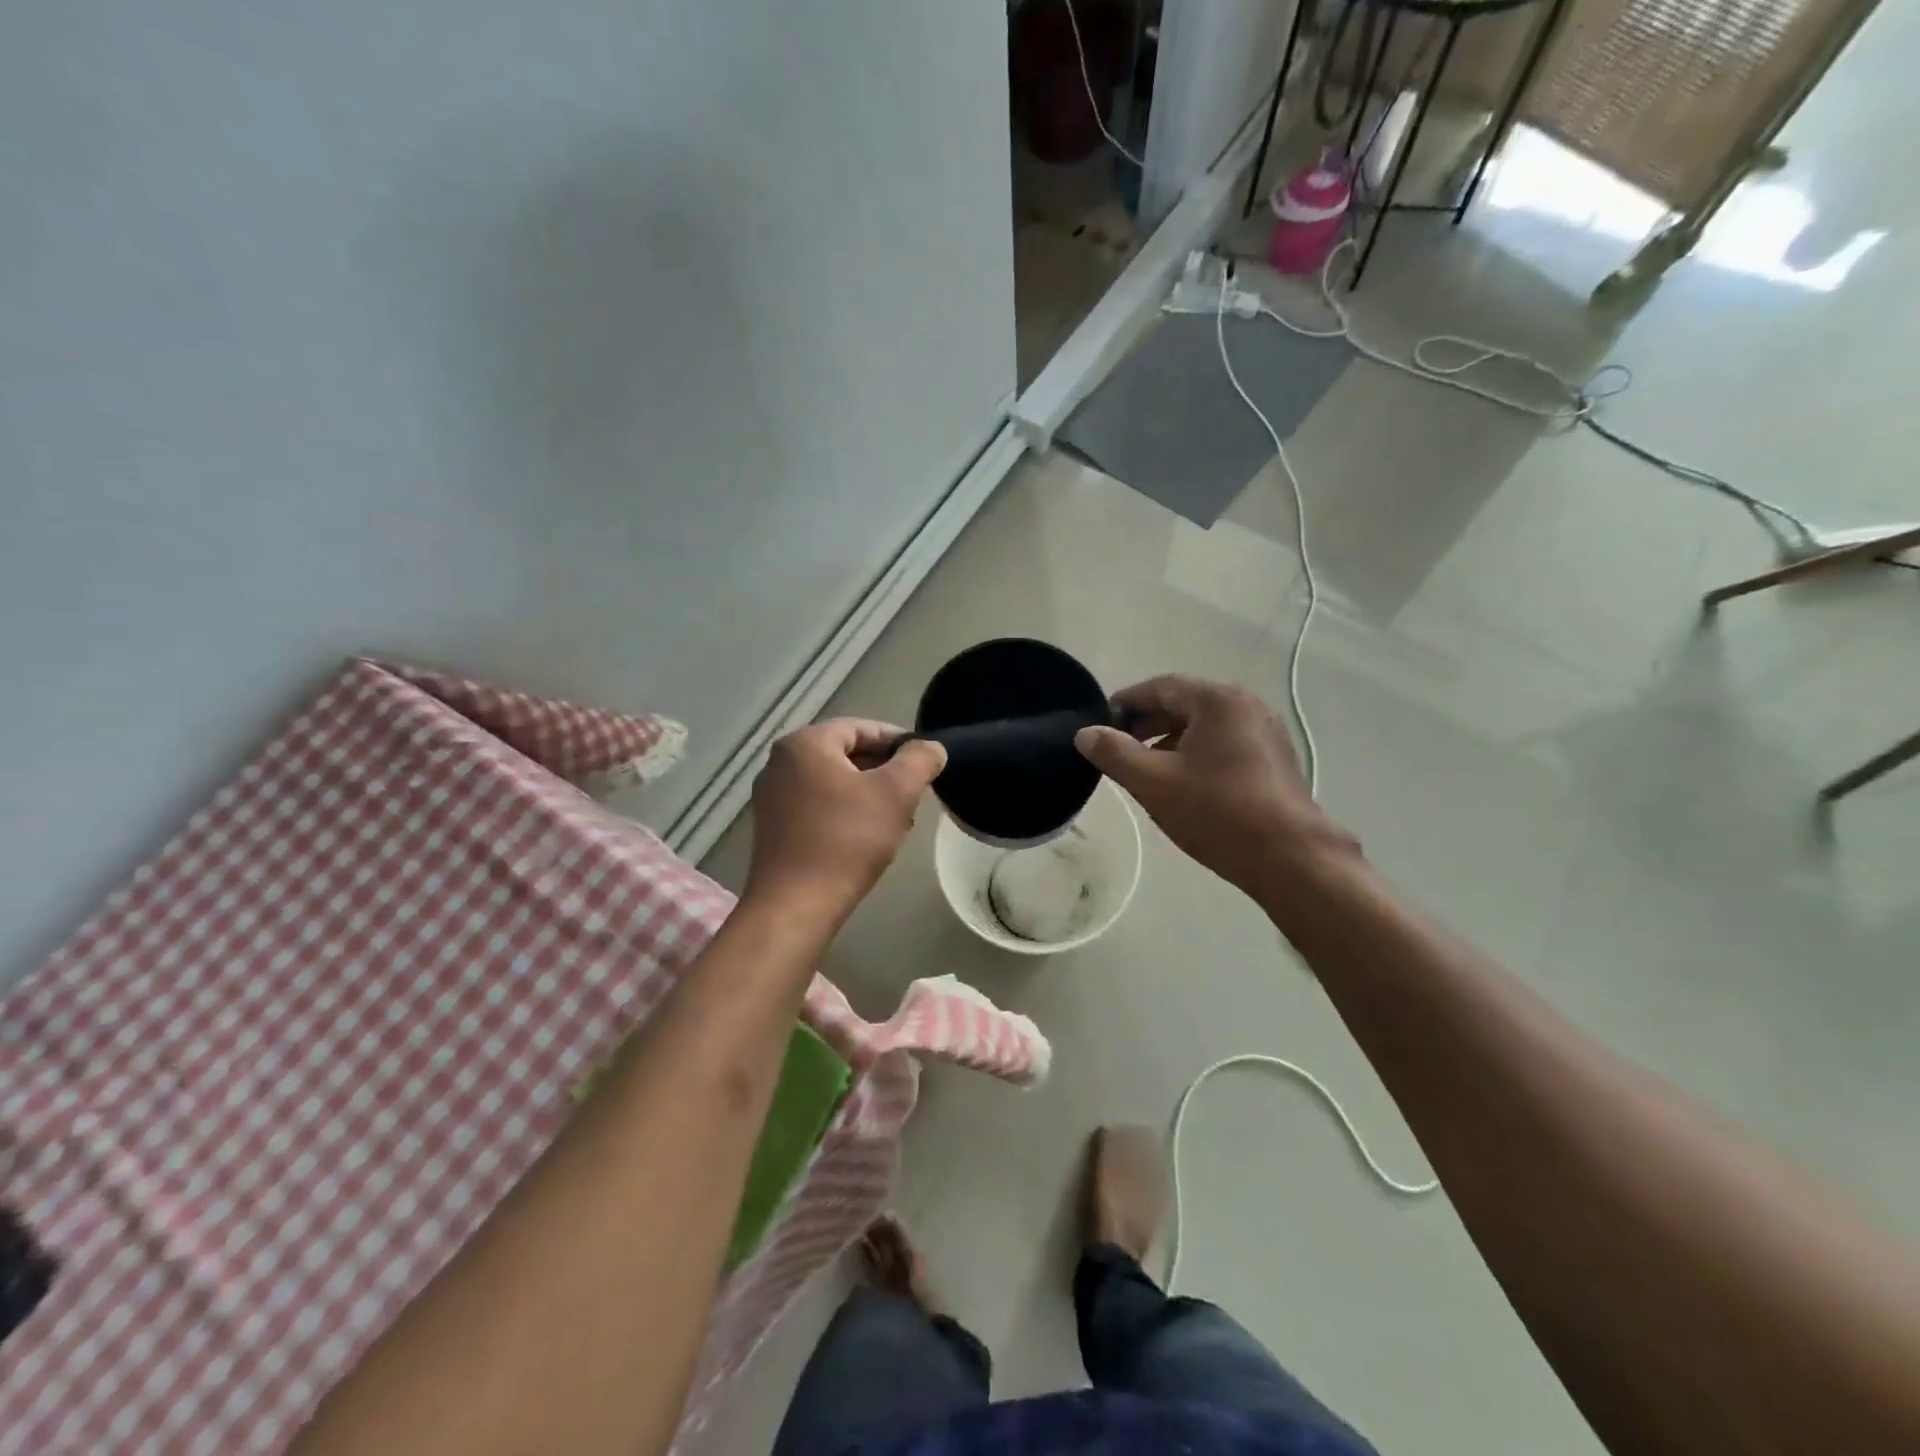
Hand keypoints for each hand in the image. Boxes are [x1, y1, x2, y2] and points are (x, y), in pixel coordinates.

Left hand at [745, 719, 946, 924]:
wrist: (796, 905)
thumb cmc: (847, 839)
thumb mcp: (896, 793)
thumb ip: (919, 761)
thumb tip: (931, 747)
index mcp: (804, 743)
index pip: (860, 728)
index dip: (897, 741)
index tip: (924, 762)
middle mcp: (780, 763)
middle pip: (845, 754)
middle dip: (884, 771)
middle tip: (914, 793)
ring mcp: (771, 797)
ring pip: (832, 782)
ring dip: (867, 794)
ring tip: (897, 819)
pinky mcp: (772, 828)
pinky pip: (816, 806)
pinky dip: (844, 813)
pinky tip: (867, 838)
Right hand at [1073, 676, 1357, 900]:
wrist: (1290, 858)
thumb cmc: (1217, 812)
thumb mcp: (1153, 782)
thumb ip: (1114, 753)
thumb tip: (1085, 733)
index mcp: (1217, 699)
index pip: (1159, 687)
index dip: (1125, 704)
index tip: (1100, 725)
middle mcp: (1246, 704)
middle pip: (1183, 703)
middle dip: (1147, 724)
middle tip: (1119, 750)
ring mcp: (1265, 730)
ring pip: (1204, 725)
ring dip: (1170, 741)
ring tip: (1147, 770)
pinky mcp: (1275, 757)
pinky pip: (1225, 742)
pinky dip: (1196, 753)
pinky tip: (1184, 783)